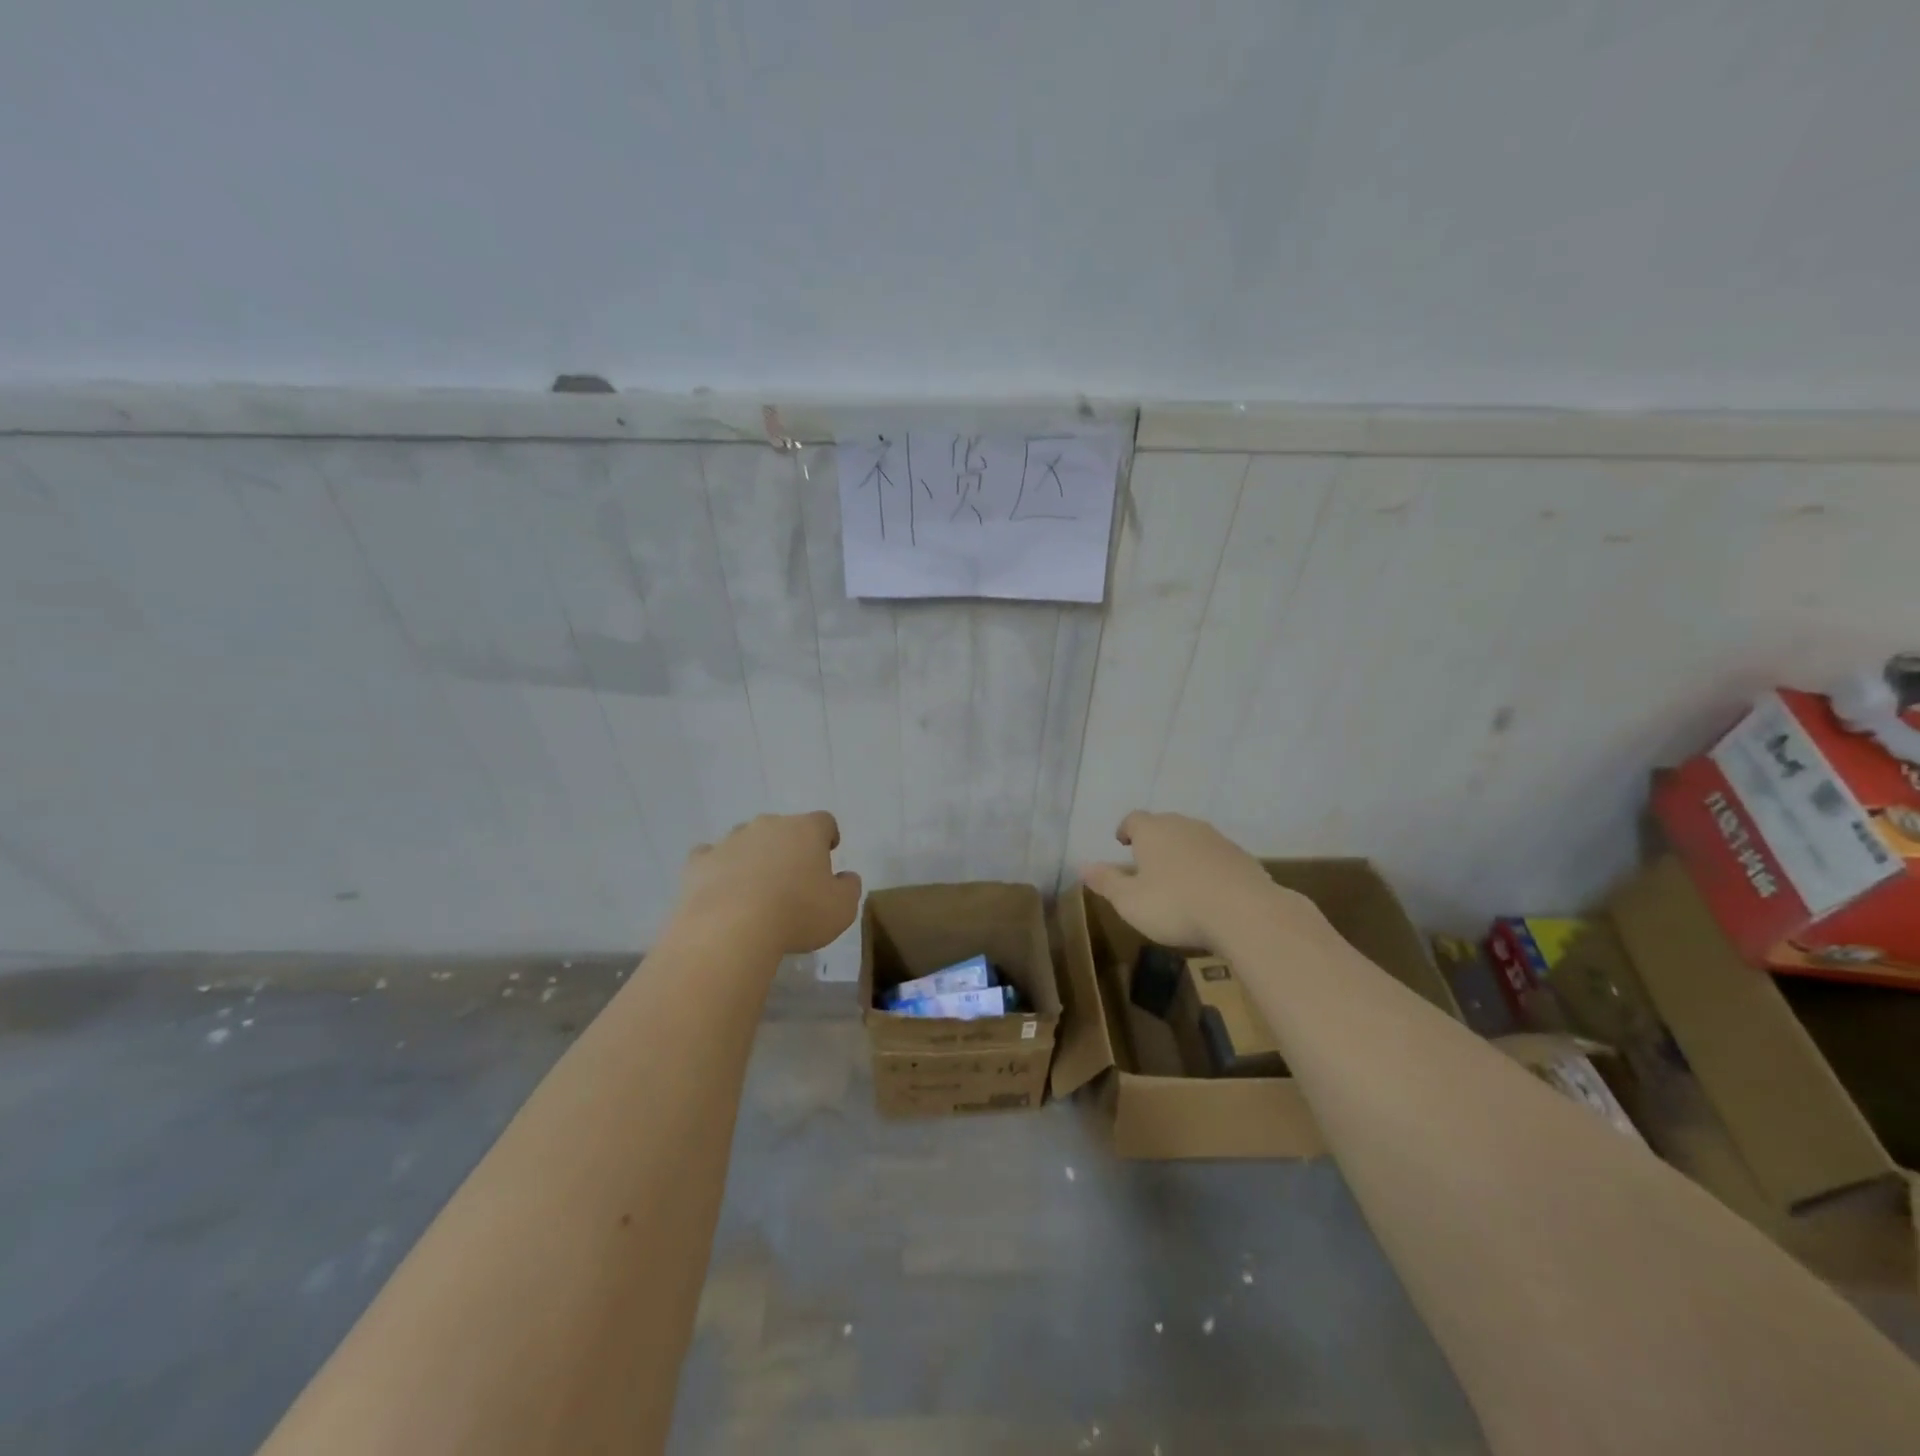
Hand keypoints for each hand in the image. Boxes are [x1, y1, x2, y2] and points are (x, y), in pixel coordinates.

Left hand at [675, 812, 861, 954]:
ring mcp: (730, 840)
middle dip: (789, 847)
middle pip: (783, 828)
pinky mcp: (699, 861)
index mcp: (806, 830)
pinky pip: (711, 857)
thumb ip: (849, 887)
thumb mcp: (842, 908)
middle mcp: (768, 825)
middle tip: (793, 878)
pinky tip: (722, 889)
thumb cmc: (797, 914)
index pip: (823, 821)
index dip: (827, 836)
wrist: (731, 929)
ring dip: (754, 857)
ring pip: (746, 840)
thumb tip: (846, 877)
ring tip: (756, 889)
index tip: (828, 853)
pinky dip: (718, 868)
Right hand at [1081, 811, 1300, 949]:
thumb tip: (1083, 866)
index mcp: (1153, 831)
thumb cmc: (1176, 905)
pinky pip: (1215, 856)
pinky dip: (1207, 867)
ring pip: (1191, 839)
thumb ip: (1106, 882)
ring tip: (1177, 879)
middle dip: (1154, 841)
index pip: (1133, 819)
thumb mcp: (1130, 902)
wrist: (1246, 913)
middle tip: (1147, 863)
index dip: (1126, 830)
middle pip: (1164, 825)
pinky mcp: (1241, 857)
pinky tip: (1207, 891)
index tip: (1122, 843)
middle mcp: (1184, 826)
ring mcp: (1216, 839)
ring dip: (1182, 853)